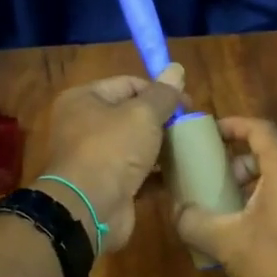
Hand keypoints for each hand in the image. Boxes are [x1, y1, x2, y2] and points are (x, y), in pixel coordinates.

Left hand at [37, 65, 185, 253]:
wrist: (90, 209)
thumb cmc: (112, 149)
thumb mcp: (142, 115)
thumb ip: (163, 94)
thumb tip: (176, 68)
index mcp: (85, 100)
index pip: (128, 84)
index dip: (159, 90)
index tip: (188, 104)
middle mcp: (85, 126)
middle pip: (132, 115)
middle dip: (163, 120)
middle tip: (192, 127)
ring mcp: (96, 159)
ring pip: (136, 146)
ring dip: (163, 148)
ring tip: (191, 149)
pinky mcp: (109, 186)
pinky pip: (138, 174)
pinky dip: (157, 174)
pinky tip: (182, 174)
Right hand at [173, 116, 276, 276]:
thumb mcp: (227, 242)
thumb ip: (195, 222)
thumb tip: (177, 211)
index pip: (260, 129)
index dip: (232, 125)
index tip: (207, 132)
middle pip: (269, 154)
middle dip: (235, 163)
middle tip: (210, 180)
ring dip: (249, 187)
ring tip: (223, 210)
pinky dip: (265, 204)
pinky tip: (246, 235)